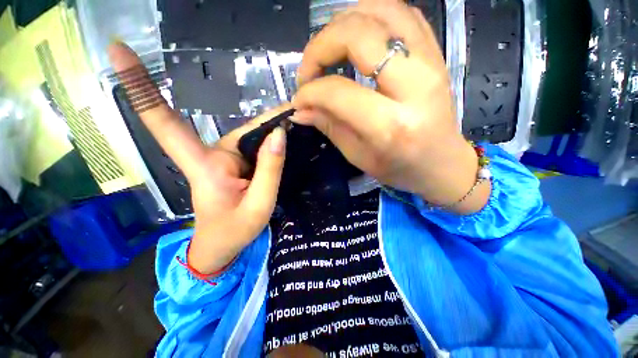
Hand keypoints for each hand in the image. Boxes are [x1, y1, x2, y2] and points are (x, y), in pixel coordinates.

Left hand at [108, 43, 286, 273]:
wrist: (223, 246)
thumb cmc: (234, 231)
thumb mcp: (259, 204)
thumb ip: (270, 170)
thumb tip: (279, 134)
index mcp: (205, 166)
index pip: (165, 124)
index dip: (140, 87)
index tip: (117, 49)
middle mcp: (210, 155)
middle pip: (241, 128)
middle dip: (268, 118)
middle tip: (295, 112)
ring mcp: (223, 158)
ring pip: (250, 135)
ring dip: (273, 129)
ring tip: (295, 123)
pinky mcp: (232, 163)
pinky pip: (254, 145)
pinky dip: (270, 139)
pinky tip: (285, 136)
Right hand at [292, 0, 489, 212]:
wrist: (442, 163)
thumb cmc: (400, 168)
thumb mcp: (359, 156)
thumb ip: (329, 127)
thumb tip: (300, 109)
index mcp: (391, 125)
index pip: (338, 91)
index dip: (310, 92)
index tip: (299, 98)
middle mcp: (413, 86)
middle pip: (358, 35)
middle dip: (320, 47)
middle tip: (309, 71)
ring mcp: (430, 62)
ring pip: (380, 11)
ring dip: (342, 23)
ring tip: (327, 50)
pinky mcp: (436, 54)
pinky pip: (401, 14)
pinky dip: (370, 15)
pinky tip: (355, 36)